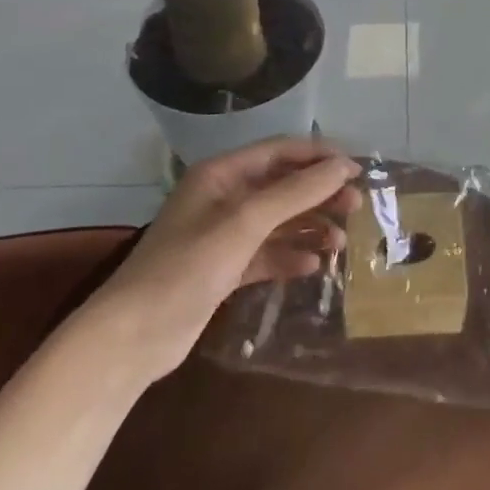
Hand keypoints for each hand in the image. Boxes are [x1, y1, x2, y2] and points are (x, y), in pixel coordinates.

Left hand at [87, 137, 360, 379]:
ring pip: (279, 222)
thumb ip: (296, 192)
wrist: (131, 338)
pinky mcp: (224, 269)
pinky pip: (267, 254)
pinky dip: (290, 257)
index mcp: (221, 175)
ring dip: (310, 228)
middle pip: (283, 186)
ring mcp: (223, 236)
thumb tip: (344, 166)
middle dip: (320, 194)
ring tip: (340, 244)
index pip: (280, 151)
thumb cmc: (187, 267)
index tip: (357, 171)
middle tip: (356, 208)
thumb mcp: (245, 223)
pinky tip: (313, 267)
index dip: (320, 157)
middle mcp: (223, 198)